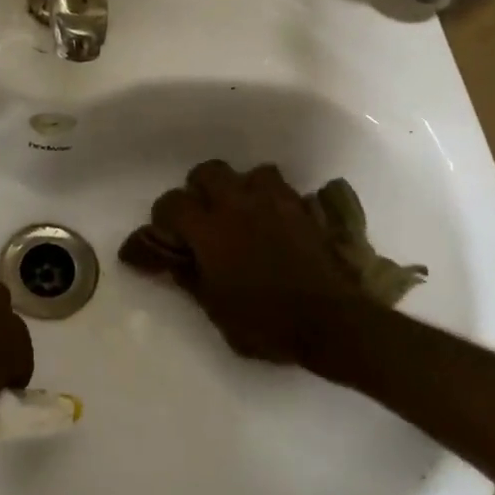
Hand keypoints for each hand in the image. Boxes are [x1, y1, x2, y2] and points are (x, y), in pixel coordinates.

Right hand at [120, 160, 372, 371]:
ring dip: (239, 188)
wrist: (331, 322)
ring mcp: (274, 202)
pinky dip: (270, 197)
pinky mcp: (302, 208)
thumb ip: (187, 275)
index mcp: (210, 230)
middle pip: (207, 172)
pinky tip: (271, 219)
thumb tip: (164, 257)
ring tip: (241, 212)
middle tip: (202, 217)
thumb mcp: (215, 308)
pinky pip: (280, 187)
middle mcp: (238, 205)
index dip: (163, 217)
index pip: (172, 203)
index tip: (166, 235)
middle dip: (199, 190)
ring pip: (248, 172)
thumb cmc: (266, 323)